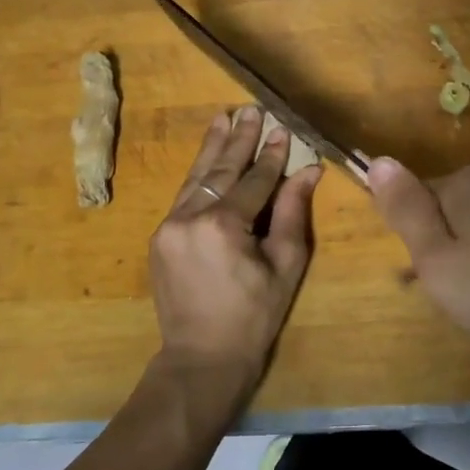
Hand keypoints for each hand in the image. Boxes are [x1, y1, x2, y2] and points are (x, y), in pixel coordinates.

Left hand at [148, 107, 321, 404]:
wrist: (201, 358)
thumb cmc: (253, 317)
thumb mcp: (285, 267)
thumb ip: (293, 214)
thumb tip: (308, 171)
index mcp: (223, 226)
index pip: (254, 181)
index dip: (272, 156)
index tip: (284, 129)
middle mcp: (190, 217)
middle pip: (220, 170)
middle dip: (239, 139)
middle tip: (252, 111)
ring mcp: (169, 226)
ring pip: (196, 177)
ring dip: (213, 147)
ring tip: (224, 117)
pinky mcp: (160, 237)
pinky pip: (184, 196)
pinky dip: (199, 174)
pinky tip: (208, 157)